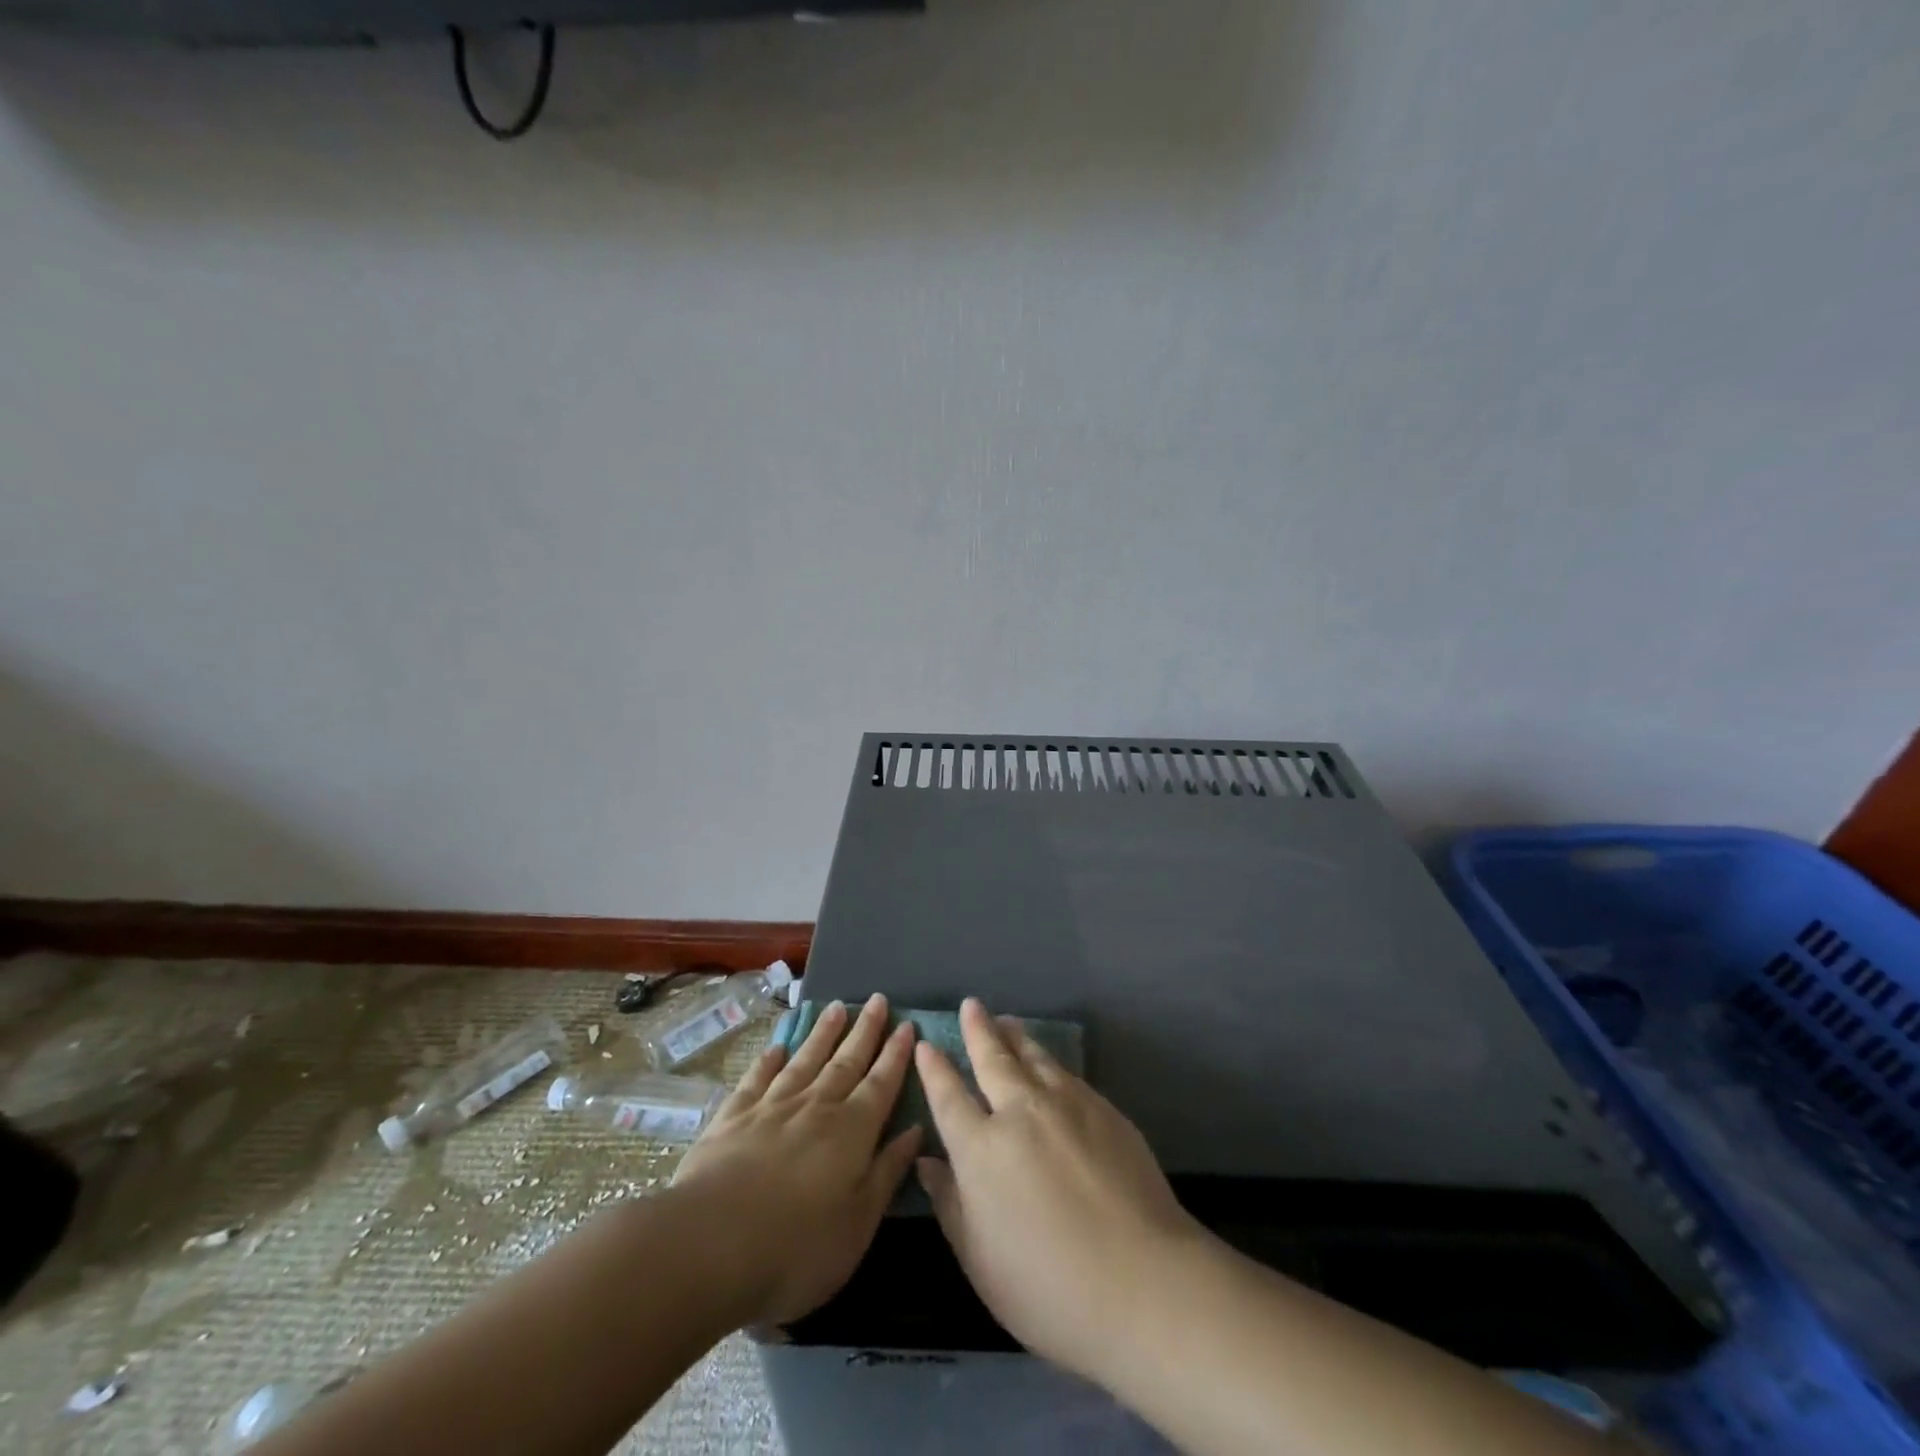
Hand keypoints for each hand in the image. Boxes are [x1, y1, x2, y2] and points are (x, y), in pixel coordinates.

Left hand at [670, 994, 920, 1328]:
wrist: (710, 1245)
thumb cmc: (797, 1248)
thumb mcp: (858, 1223)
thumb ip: (887, 1172)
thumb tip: (916, 1129)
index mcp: (852, 1131)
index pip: (881, 1083)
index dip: (896, 1054)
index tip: (907, 1024)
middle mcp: (816, 1107)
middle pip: (846, 1061)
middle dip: (865, 1031)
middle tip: (877, 999)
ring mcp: (772, 1107)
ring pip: (805, 1060)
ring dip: (823, 1033)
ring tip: (837, 1007)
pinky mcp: (732, 1118)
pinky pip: (757, 1079)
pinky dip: (769, 1061)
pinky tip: (777, 1047)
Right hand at [915, 999, 1204, 1380]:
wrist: (1144, 1281)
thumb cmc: (1048, 1288)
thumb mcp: (980, 1260)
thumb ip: (951, 1204)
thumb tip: (928, 1162)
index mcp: (981, 1149)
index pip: (949, 1096)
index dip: (935, 1069)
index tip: (926, 1044)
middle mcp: (1019, 1112)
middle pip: (993, 1060)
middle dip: (978, 1030)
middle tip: (971, 1006)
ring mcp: (1065, 1105)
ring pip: (1033, 1057)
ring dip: (1015, 1037)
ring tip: (1007, 1021)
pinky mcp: (1103, 1109)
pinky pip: (1066, 1073)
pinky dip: (1048, 1060)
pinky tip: (1049, 1063)